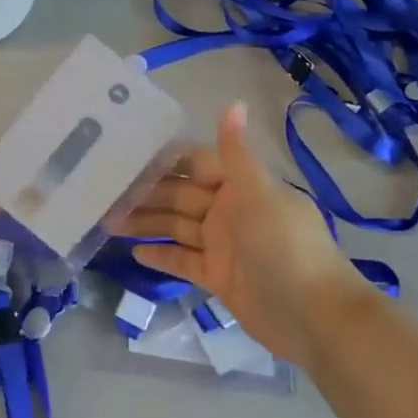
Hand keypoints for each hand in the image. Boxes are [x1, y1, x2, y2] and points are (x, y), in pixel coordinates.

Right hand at [112, 103, 379, 369]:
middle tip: (104, 193)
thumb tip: (234, 103)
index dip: (165, 161)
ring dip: (146, 223)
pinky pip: (182, 261)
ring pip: (176, 227)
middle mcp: (229, 211)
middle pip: (180, 197)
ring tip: (108, 221)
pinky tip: (133, 252)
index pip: (196, 164)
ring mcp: (222, 245)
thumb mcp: (259, 193)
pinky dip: (161, 256)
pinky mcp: (217, 277)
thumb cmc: (285, 246)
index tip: (126, 156)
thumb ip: (236, 153)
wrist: (313, 315)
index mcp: (241, 186)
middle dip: (146, 194)